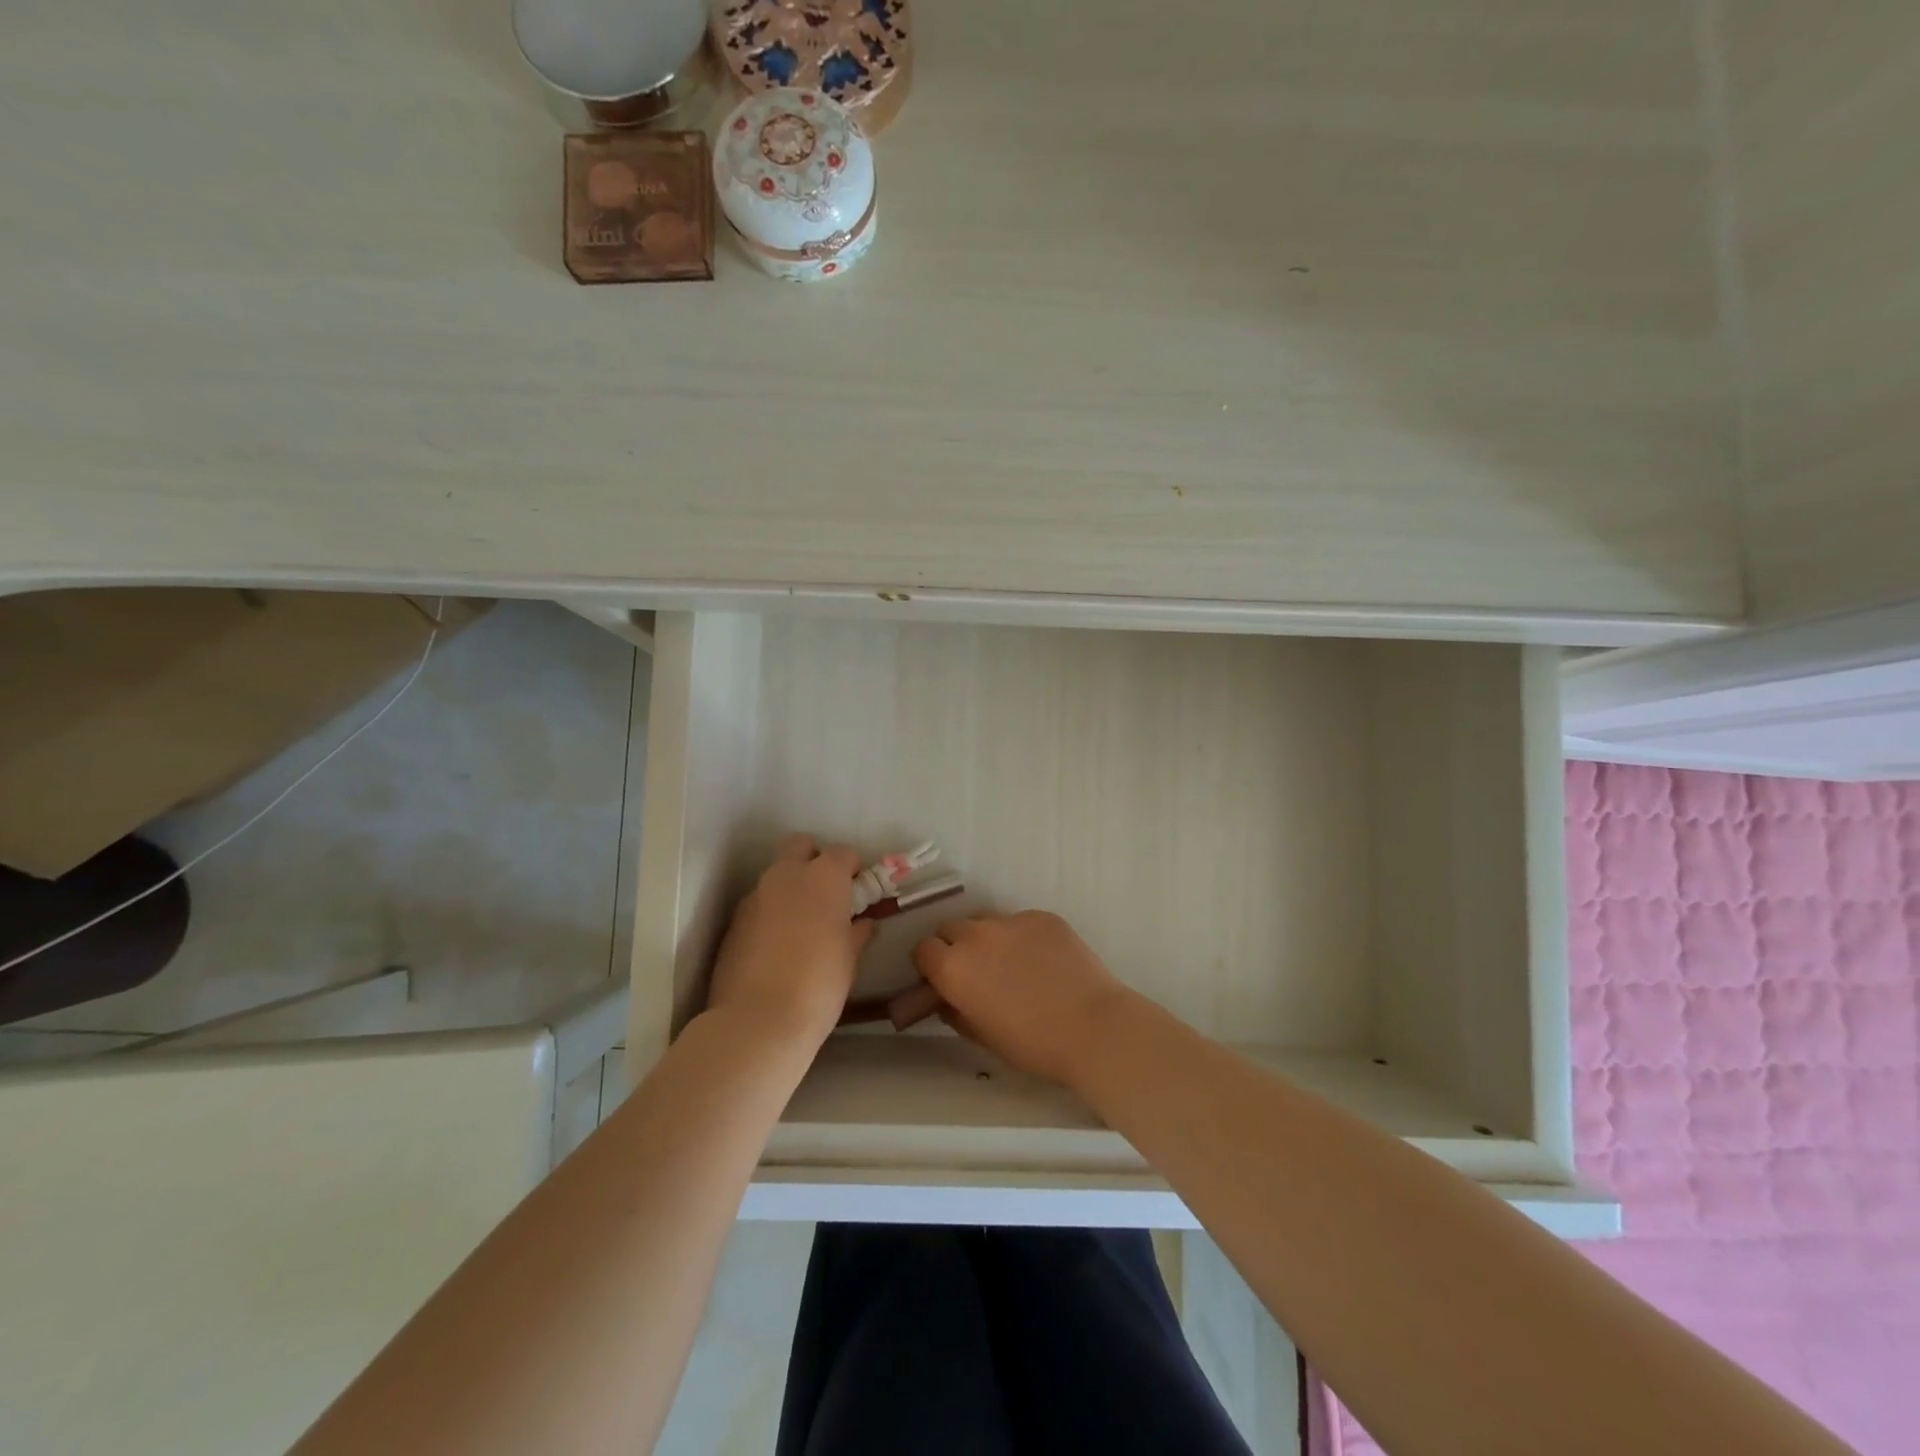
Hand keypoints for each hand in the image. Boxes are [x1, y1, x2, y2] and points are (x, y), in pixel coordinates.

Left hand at [707, 834, 873, 1048]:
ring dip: (790, 889)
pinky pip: (758, 904)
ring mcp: (755, 896)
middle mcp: (786, 876)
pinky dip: (769, 914)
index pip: (843, 853)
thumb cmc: (820, 984)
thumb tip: (862, 923)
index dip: (852, 869)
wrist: (758, 1020)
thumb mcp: (850, 958)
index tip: (857, 891)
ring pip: (776, 876)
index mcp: (823, 878)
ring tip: (800, 926)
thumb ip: (856, 932)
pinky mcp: (734, 921)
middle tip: (826, 894)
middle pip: (800, 846)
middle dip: (814, 860)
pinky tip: (776, 947)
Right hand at [912, 911, 1132, 1086]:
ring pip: (985, 920)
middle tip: (976, 971)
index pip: (923, 949)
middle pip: (951, 928)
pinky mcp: (1042, 916)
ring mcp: (1011, 921)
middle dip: (955, 946)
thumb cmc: (1033, 1044)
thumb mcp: (983, 1036)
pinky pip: (1020, 921)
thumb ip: (957, 1013)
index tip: (942, 979)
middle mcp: (976, 935)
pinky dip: (1022, 936)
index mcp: (953, 967)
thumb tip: (949, 1001)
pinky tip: (1043, 960)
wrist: (1092, 1026)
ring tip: (1010, 962)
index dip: (931, 965)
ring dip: (986, 937)